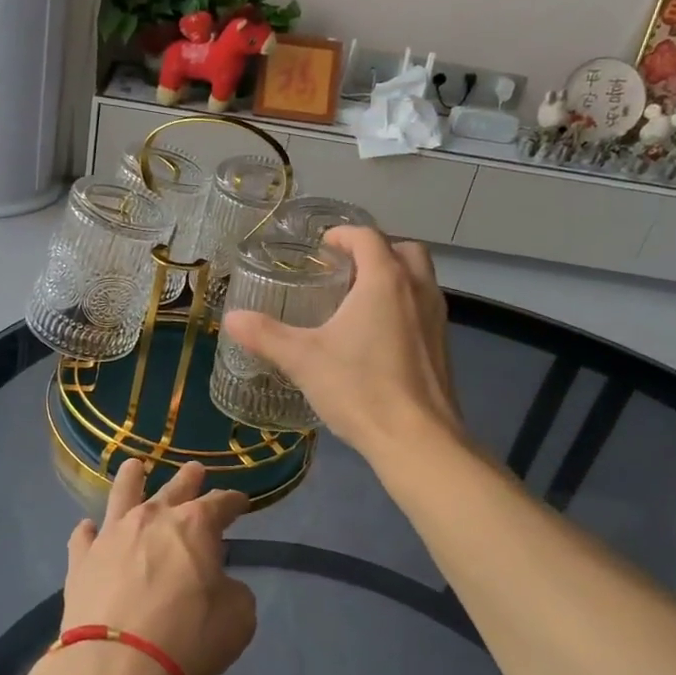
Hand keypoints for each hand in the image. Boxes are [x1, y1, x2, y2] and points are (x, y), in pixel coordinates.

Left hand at [61, 460, 256, 674]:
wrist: (117, 665)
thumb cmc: (188, 638)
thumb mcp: (237, 619)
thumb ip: (233, 592)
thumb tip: (220, 585)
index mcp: (195, 525)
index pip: (220, 503)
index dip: (233, 501)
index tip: (241, 501)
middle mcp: (152, 518)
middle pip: (174, 488)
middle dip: (189, 478)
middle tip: (195, 469)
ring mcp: (112, 535)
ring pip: (122, 494)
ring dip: (131, 479)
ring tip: (134, 467)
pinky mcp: (81, 560)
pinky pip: (83, 536)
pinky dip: (88, 531)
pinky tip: (88, 529)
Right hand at [221, 227, 460, 461]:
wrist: (417, 439)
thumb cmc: (360, 388)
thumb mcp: (303, 359)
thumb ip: (265, 335)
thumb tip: (232, 319)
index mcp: (385, 281)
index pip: (367, 237)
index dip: (343, 235)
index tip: (322, 246)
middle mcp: (417, 289)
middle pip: (403, 250)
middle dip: (375, 251)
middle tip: (345, 269)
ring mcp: (436, 317)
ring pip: (420, 278)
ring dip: (394, 276)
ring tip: (359, 299)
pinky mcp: (443, 345)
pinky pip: (424, 307)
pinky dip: (404, 304)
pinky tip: (378, 335)